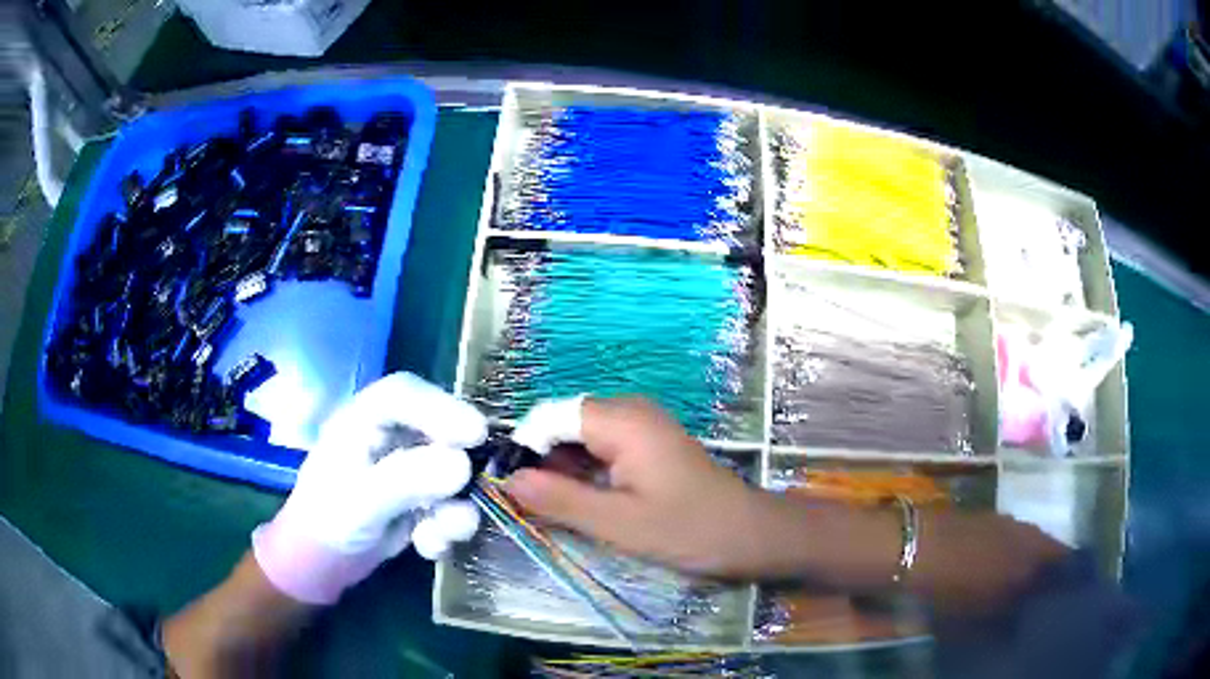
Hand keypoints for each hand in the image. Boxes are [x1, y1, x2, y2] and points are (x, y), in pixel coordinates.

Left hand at [252, 373, 485, 603]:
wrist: (324, 564)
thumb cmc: (327, 521)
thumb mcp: (361, 501)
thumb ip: (407, 480)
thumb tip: (462, 464)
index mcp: (363, 420)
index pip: (403, 395)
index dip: (442, 407)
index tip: (475, 434)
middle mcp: (390, 436)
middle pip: (440, 430)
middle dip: (459, 465)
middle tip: (477, 489)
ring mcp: (409, 467)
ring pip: (453, 473)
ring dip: (454, 508)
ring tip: (438, 533)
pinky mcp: (423, 498)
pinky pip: (452, 504)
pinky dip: (447, 529)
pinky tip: (427, 546)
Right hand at [505, 396, 775, 576]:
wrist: (747, 534)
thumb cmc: (687, 529)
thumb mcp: (617, 523)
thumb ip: (559, 500)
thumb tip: (508, 480)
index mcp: (621, 420)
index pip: (549, 416)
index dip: (526, 448)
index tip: (514, 489)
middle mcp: (628, 410)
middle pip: (563, 424)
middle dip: (544, 461)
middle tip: (538, 507)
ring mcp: (641, 425)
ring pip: (580, 437)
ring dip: (563, 470)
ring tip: (561, 510)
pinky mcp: (647, 443)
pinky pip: (601, 447)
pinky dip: (586, 472)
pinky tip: (587, 502)